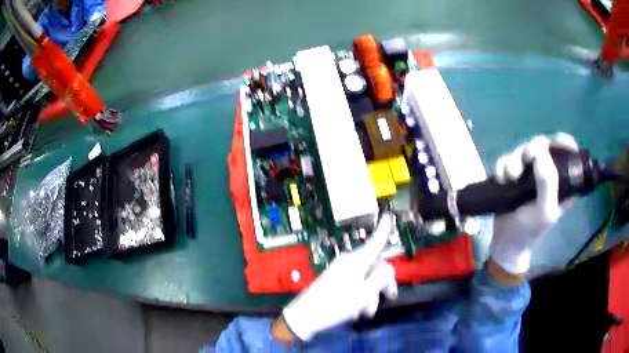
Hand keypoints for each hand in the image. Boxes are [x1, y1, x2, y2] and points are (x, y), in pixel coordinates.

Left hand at [280, 214, 397, 340]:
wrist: (306, 314)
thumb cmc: (337, 304)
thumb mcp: (365, 294)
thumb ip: (381, 278)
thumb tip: (388, 268)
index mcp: (357, 261)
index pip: (375, 242)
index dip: (384, 230)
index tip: (389, 215)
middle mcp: (349, 261)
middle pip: (375, 265)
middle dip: (383, 283)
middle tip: (389, 297)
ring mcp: (341, 270)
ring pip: (366, 277)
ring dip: (371, 294)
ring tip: (366, 312)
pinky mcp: (335, 279)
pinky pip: (355, 283)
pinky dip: (361, 295)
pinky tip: (357, 311)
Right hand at [490, 133, 577, 275]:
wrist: (505, 243)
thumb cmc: (530, 231)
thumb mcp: (544, 211)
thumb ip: (548, 183)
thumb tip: (541, 152)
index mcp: (563, 181)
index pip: (568, 152)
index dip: (562, 142)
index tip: (549, 145)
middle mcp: (548, 173)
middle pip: (543, 145)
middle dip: (532, 149)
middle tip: (525, 159)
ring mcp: (530, 173)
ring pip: (523, 150)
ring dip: (514, 159)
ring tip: (509, 177)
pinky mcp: (514, 175)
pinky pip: (508, 158)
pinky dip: (503, 165)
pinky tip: (501, 179)